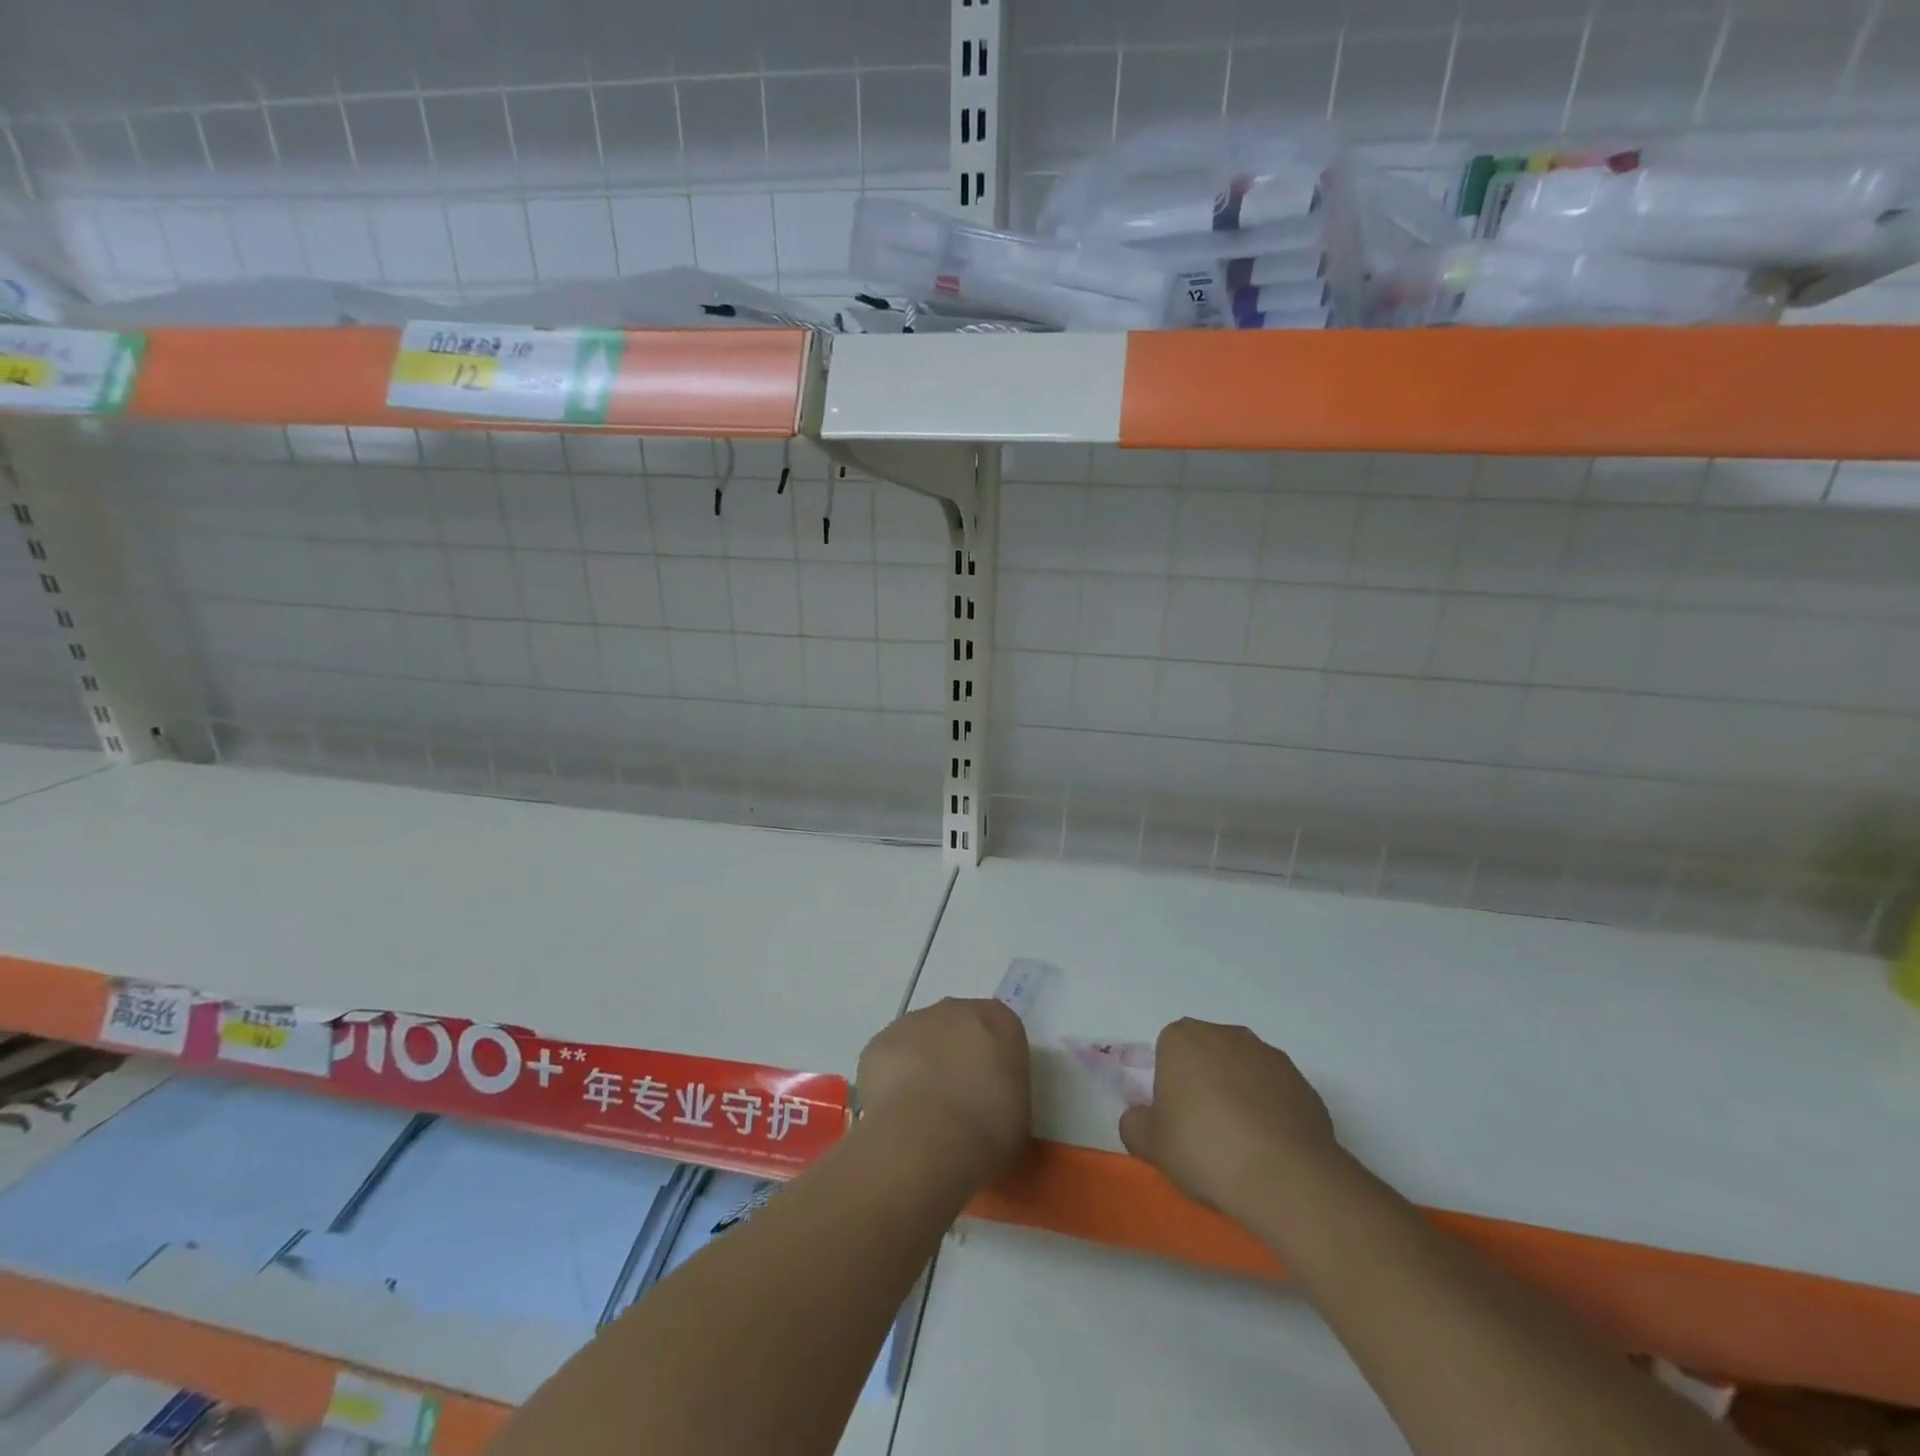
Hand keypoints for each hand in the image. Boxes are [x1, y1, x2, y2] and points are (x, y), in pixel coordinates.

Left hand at [856, 997, 1030, 1183]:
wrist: (927, 1138)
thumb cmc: (988, 1130)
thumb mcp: (1018, 1117)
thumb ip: (1004, 1094)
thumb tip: (988, 1103)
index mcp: (999, 1021)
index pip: (1000, 1029)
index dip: (993, 1060)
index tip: (989, 1091)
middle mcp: (956, 1010)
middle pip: (957, 1026)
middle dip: (955, 1056)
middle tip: (956, 1102)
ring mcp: (913, 1021)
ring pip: (919, 1039)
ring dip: (921, 1065)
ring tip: (921, 1113)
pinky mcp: (879, 1041)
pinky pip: (889, 1057)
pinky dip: (891, 1079)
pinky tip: (895, 1112)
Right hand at [1119, 1019, 1339, 1219]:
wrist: (1284, 1175)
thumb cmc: (1203, 1147)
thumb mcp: (1150, 1144)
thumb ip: (1134, 1124)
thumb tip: (1138, 1119)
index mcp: (1183, 1038)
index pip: (1168, 1051)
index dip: (1169, 1085)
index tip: (1175, 1118)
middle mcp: (1226, 1034)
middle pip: (1207, 1055)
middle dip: (1204, 1084)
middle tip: (1204, 1132)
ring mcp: (1269, 1055)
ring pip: (1243, 1071)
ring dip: (1239, 1096)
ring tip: (1241, 1145)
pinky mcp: (1303, 1082)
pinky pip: (1276, 1093)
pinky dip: (1271, 1112)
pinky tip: (1270, 1149)